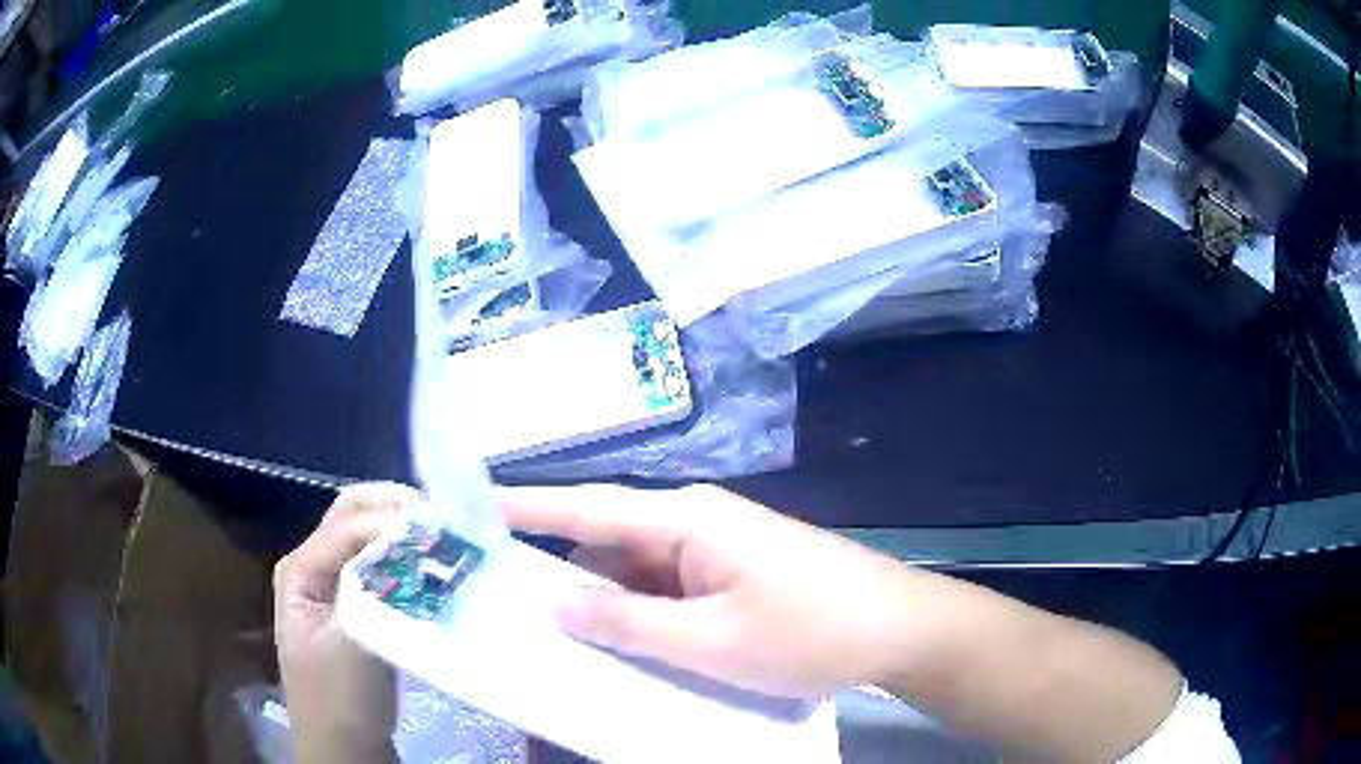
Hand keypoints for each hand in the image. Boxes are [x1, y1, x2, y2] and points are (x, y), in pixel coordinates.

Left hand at [274, 483, 417, 762]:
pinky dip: (408, 558)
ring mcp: (334, 584)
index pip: (346, 526)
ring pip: (370, 538)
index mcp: (299, 569)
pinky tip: (436, 567)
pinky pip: (383, 566)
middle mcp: (313, 565)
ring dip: (404, 532)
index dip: (391, 521)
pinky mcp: (358, 604)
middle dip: (397, 510)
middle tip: (444, 521)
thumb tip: (409, 542)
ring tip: (446, 538)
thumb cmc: (340, 700)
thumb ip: (372, 592)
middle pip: (353, 516)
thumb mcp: (351, 646)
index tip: (442, 528)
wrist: (346, 746)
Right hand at [500, 483, 923, 698]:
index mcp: (686, 520)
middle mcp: (696, 523)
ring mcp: (719, 549)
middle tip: (509, 609)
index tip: (469, 508)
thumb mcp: (710, 641)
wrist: (900, 629)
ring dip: (606, 603)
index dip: (525, 507)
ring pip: (639, 571)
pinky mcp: (736, 574)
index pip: (587, 507)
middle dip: (562, 576)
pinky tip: (626, 645)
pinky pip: (670, 588)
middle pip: (609, 544)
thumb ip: (626, 621)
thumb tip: (551, 599)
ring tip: (561, 640)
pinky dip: (643, 614)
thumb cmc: (809, 630)